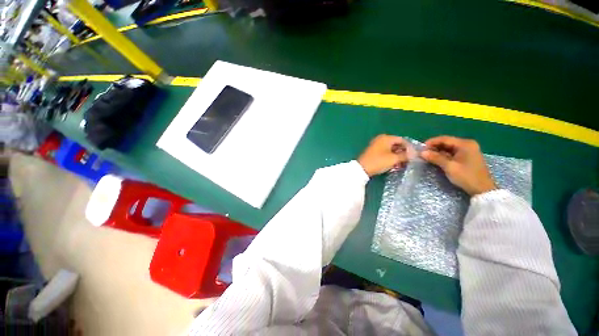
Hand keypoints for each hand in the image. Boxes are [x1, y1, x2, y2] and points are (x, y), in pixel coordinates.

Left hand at [358, 135, 411, 176]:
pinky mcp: (373, 151)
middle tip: (408, 161)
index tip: (414, 156)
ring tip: (401, 164)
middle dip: (403, 152)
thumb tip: (414, 154)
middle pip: (396, 144)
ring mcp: (376, 145)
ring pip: (390, 149)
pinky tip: (393, 164)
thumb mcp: (394, 159)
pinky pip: (384, 152)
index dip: (409, 148)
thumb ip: (405, 155)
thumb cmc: (378, 162)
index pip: (402, 140)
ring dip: (396, 156)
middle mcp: (380, 139)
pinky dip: (390, 157)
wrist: (362, 168)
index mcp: (386, 138)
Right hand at [421, 136, 495, 195]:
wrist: (482, 189)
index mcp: (465, 144)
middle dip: (434, 147)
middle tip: (423, 153)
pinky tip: (436, 159)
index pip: (445, 139)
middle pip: (447, 142)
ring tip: (427, 156)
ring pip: (449, 148)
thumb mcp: (449, 167)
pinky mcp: (467, 157)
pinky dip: (444, 155)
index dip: (431, 142)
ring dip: (438, 151)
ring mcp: (468, 151)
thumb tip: (422, 152)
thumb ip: (435, 158)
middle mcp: (467, 144)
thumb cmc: (466, 176)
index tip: (421, 148)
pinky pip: (453, 153)